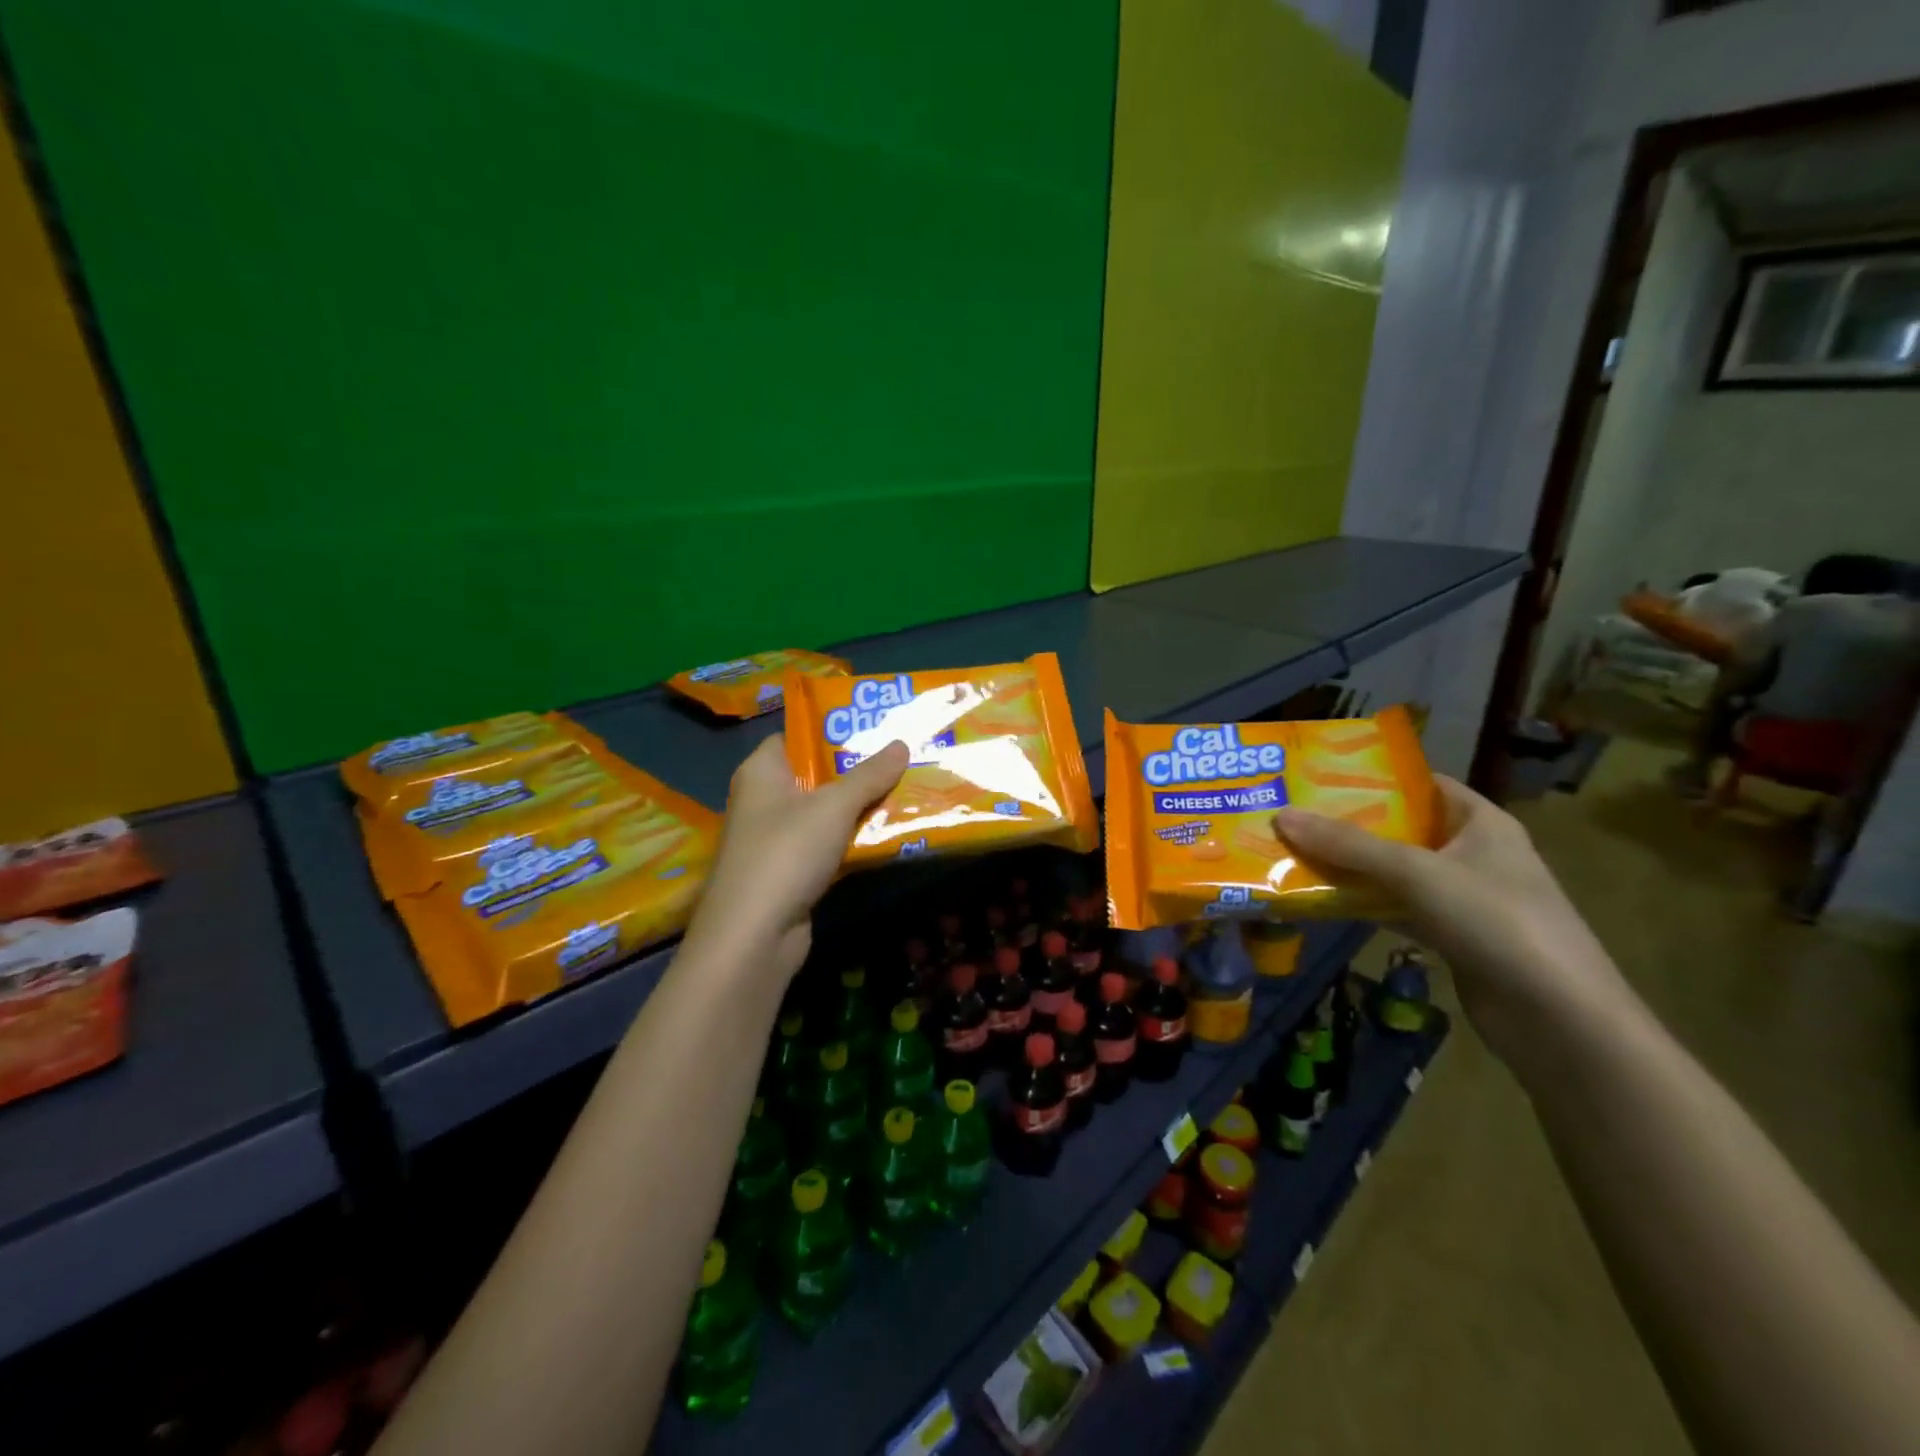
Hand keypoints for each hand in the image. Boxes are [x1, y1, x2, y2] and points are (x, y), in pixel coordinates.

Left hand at [685, 736, 909, 979]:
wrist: (754, 936)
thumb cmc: (786, 853)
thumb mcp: (833, 806)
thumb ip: (869, 775)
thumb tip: (902, 743)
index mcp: (762, 772)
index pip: (794, 736)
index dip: (831, 729)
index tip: (873, 724)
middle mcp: (764, 800)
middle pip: (815, 775)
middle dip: (857, 768)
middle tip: (901, 755)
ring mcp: (776, 839)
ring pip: (825, 813)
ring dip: (860, 806)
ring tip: (905, 787)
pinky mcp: (791, 872)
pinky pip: (828, 844)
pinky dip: (853, 839)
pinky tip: (889, 832)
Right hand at [1274, 776, 1629, 1062]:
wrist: (1558, 1019)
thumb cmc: (1495, 921)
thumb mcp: (1417, 873)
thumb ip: (1348, 846)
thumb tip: (1282, 816)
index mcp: (1481, 822)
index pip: (1422, 784)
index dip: (1374, 777)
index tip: (1319, 774)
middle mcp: (1473, 853)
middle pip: (1401, 828)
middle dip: (1348, 823)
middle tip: (1292, 813)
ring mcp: (1463, 898)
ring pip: (1394, 872)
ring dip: (1350, 867)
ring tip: (1292, 851)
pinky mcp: (1451, 936)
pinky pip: (1396, 908)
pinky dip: (1363, 904)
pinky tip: (1320, 900)